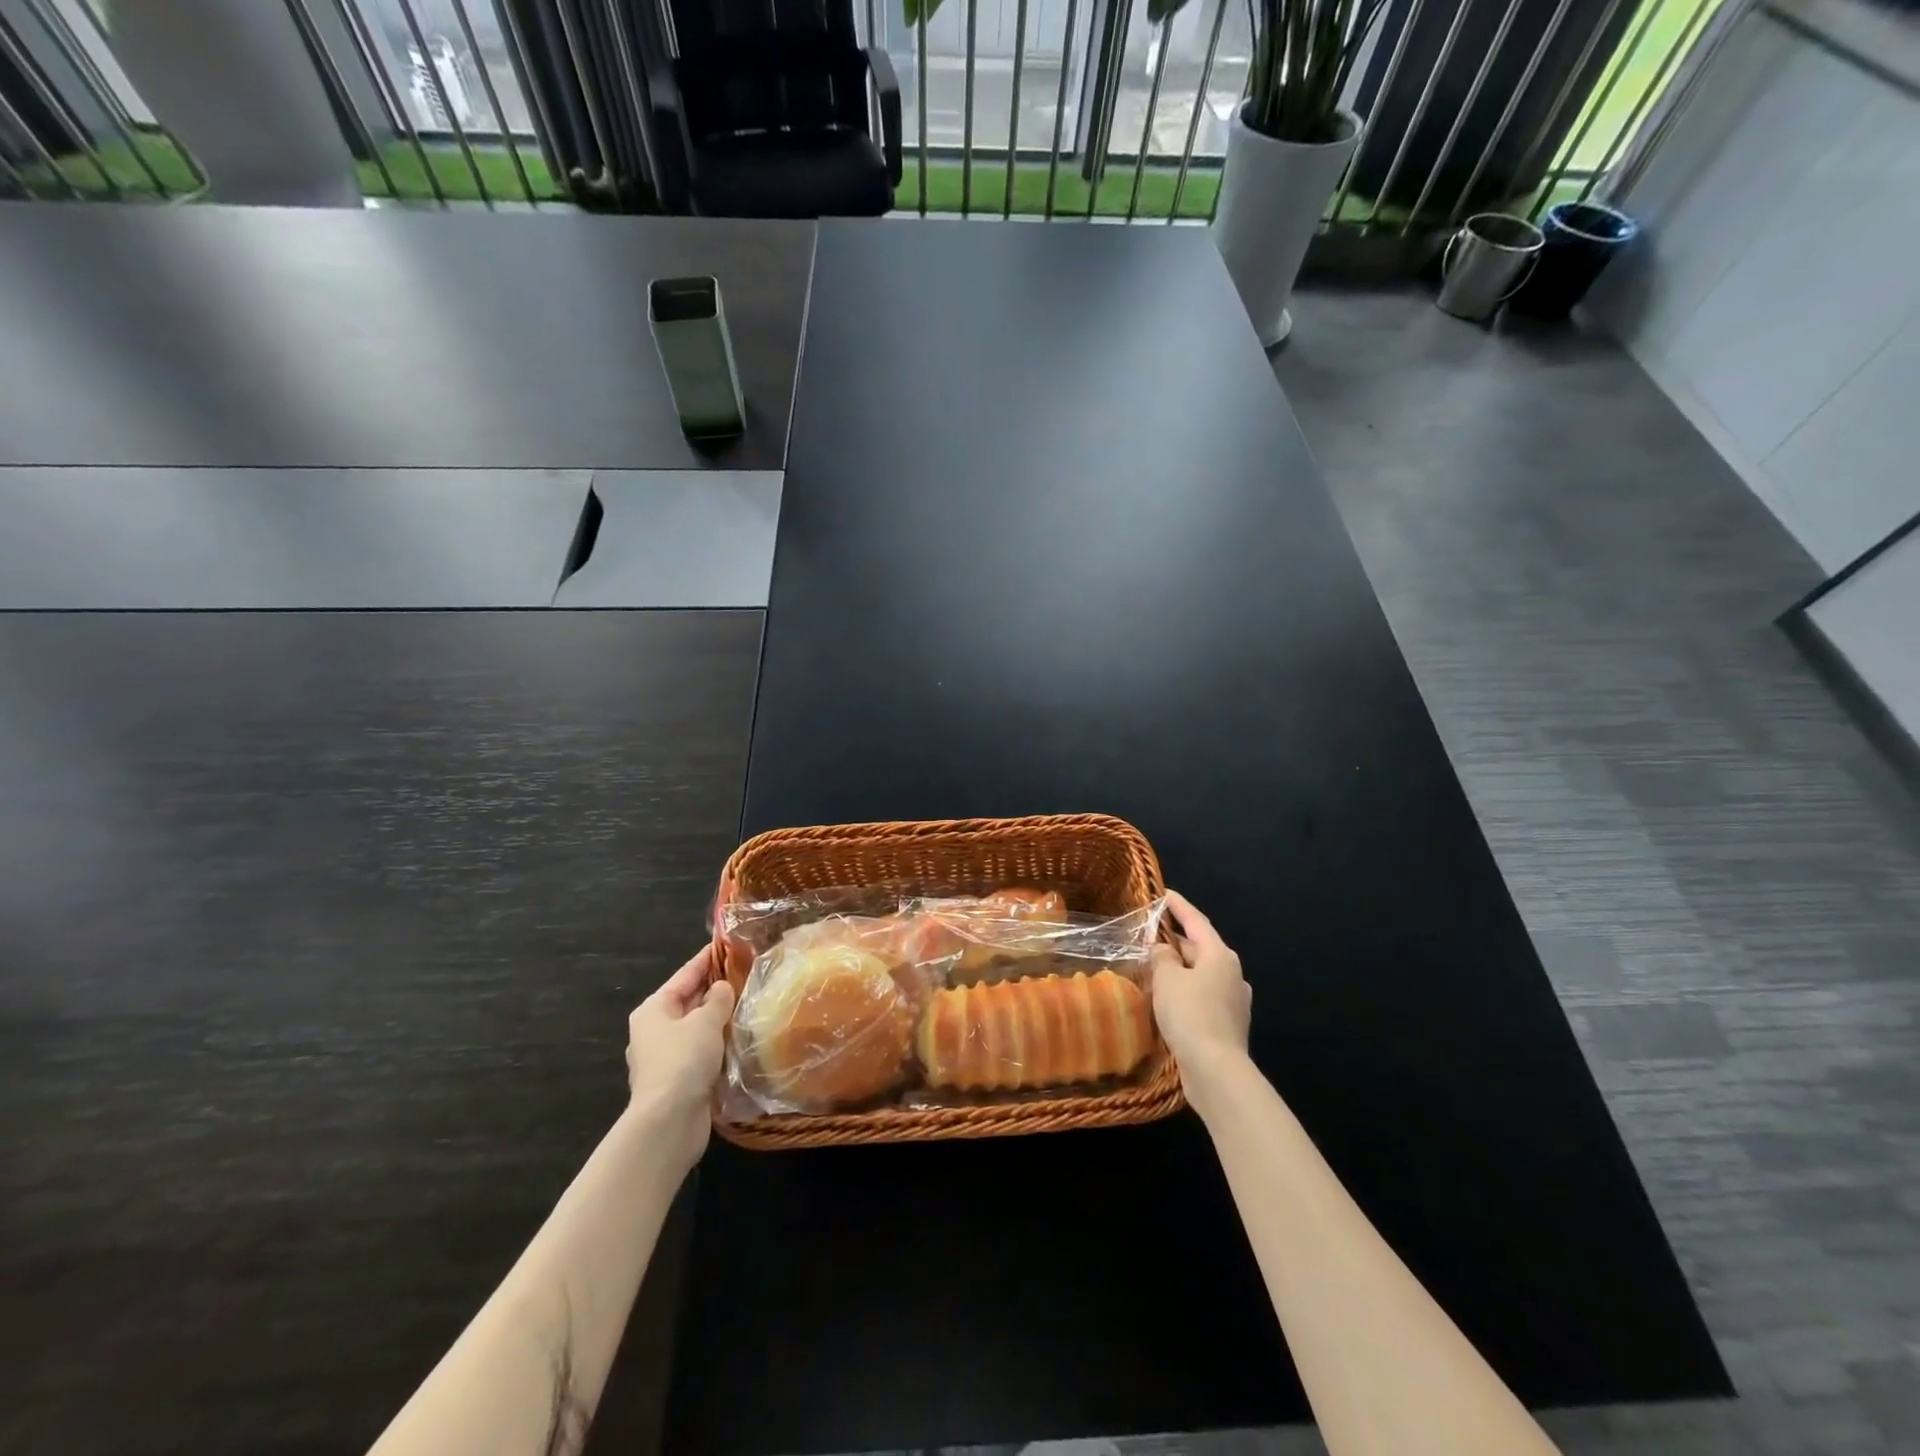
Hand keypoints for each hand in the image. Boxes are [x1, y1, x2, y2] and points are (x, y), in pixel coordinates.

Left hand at [625, 946, 736, 1165]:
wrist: (668, 1123)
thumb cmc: (682, 1061)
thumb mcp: (705, 1021)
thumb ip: (718, 999)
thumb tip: (723, 988)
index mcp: (654, 1009)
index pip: (686, 974)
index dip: (707, 958)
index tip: (729, 943)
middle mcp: (655, 1030)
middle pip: (690, 1000)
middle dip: (716, 988)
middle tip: (748, 972)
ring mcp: (666, 1056)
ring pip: (697, 1027)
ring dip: (719, 1017)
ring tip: (750, 1002)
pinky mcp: (679, 1079)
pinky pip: (702, 1050)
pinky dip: (719, 1042)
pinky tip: (740, 1037)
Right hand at [1152, 890, 1252, 1096]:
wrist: (1216, 1070)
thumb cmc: (1190, 1014)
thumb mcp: (1167, 979)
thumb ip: (1162, 957)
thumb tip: (1163, 950)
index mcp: (1220, 955)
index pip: (1196, 921)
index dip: (1178, 906)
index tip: (1163, 893)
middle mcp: (1232, 973)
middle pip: (1199, 948)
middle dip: (1174, 941)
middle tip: (1147, 936)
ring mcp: (1233, 1000)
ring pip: (1200, 974)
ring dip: (1178, 969)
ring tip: (1151, 968)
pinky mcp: (1227, 1023)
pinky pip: (1202, 996)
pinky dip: (1184, 991)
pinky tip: (1166, 1000)